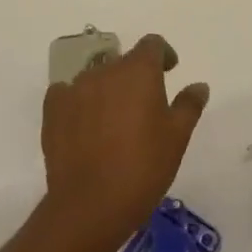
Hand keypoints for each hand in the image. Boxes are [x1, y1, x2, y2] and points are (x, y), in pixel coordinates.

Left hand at [40, 33, 209, 251]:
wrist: (88, 207)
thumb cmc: (142, 168)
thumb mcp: (177, 138)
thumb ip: (189, 105)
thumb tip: (199, 85)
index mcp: (138, 70)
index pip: (152, 44)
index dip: (163, 54)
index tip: (169, 72)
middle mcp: (105, 70)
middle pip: (124, 62)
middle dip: (135, 77)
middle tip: (144, 108)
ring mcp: (75, 88)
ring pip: (97, 78)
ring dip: (108, 90)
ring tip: (114, 122)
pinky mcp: (53, 109)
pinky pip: (67, 94)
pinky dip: (78, 103)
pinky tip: (84, 126)